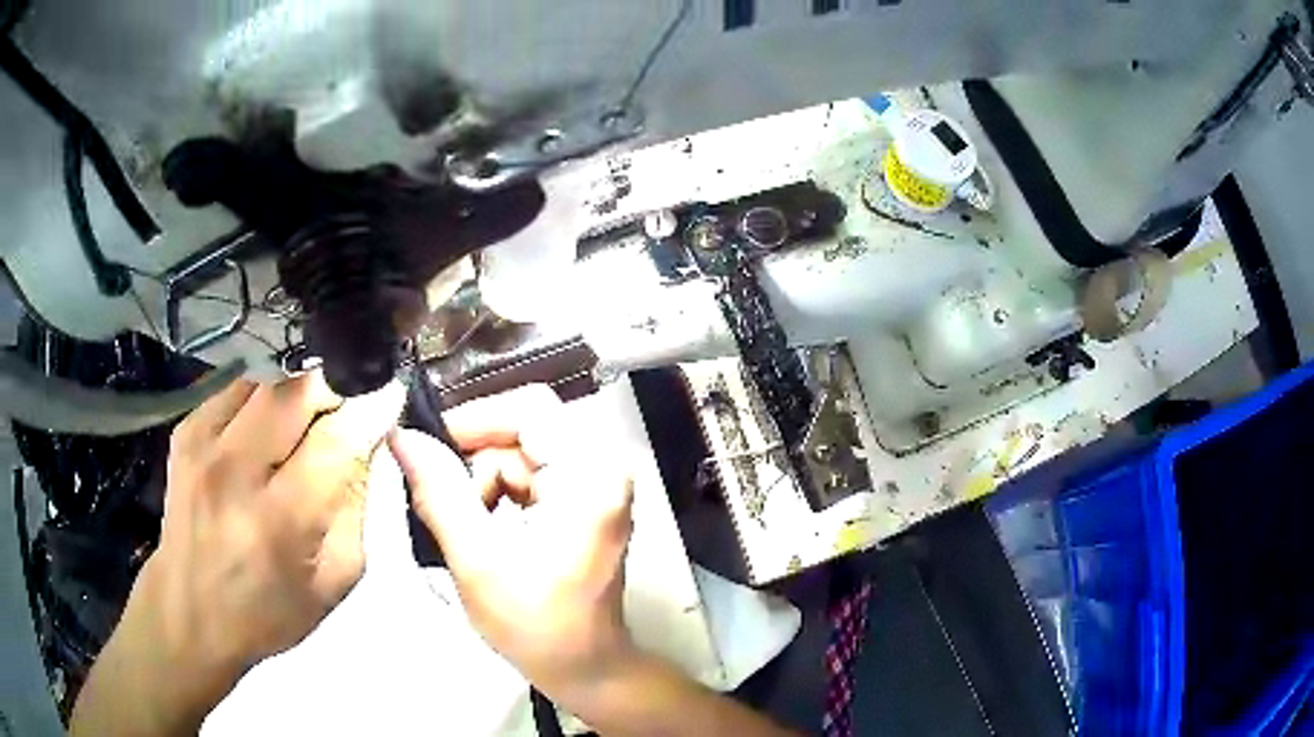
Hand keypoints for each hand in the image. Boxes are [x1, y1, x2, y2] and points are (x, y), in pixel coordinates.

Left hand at [149, 371, 404, 666]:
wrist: (188, 612)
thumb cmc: (269, 612)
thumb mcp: (334, 580)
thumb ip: (356, 507)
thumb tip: (370, 441)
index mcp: (280, 521)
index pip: (337, 438)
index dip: (371, 406)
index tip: (390, 392)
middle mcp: (235, 471)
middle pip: (298, 389)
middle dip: (335, 386)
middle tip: (349, 404)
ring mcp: (203, 443)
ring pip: (268, 377)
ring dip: (299, 390)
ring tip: (308, 419)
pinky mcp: (186, 429)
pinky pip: (237, 387)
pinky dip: (264, 395)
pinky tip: (268, 426)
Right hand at [389, 385, 636, 703]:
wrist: (584, 668)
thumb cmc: (536, 624)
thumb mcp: (477, 559)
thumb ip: (438, 492)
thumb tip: (402, 436)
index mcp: (591, 475)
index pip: (529, 409)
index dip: (472, 419)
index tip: (426, 448)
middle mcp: (602, 468)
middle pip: (523, 431)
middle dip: (474, 463)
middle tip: (437, 501)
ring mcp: (595, 485)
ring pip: (519, 454)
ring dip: (481, 484)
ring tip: (461, 528)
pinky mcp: (583, 502)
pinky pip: (528, 476)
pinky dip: (496, 496)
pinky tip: (480, 530)